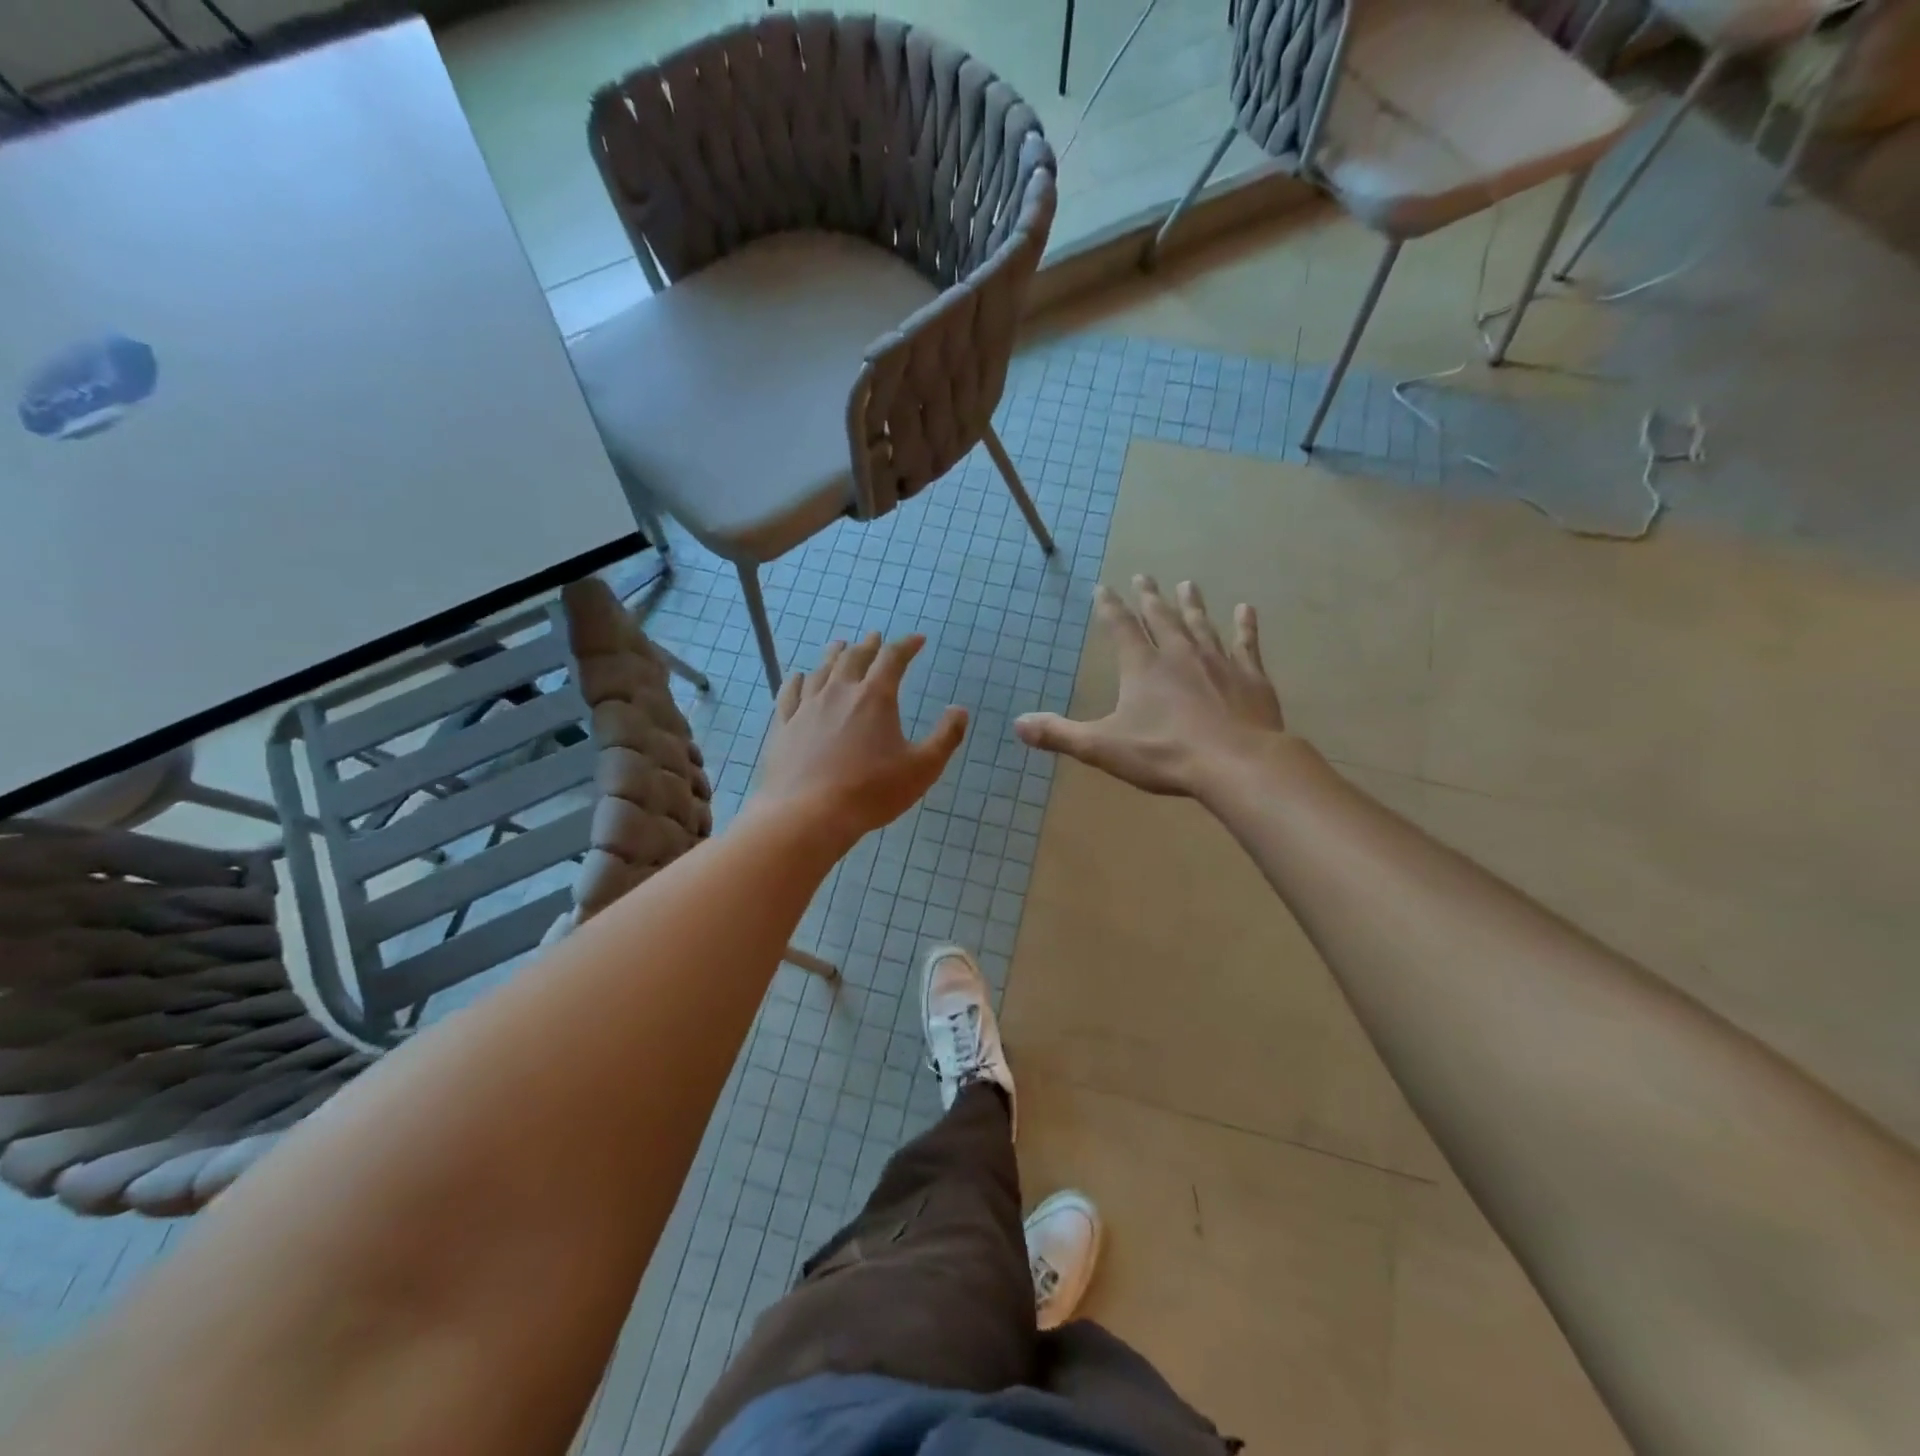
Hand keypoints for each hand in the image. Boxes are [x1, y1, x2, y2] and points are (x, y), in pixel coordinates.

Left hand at [755, 632, 967, 843]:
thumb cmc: (871, 791)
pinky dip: (797, 681)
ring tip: (840, 646)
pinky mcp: (783, 726)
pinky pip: (789, 694)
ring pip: (822, 670)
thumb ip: (946, 737)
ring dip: (834, 655)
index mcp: (875, 697)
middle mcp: (839, 692)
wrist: (808, 814)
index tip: (917, 639)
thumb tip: (959, 709)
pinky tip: (798, 677)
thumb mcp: (923, 768)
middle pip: (854, 657)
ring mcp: (807, 707)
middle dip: (869, 645)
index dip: (907, 645)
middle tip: (875, 638)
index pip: (893, 658)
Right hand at [1014, 577, 1287, 798]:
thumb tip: (1018, 724)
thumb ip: (1060, 734)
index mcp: (1142, 667)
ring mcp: (1218, 662)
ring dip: (1192, 604)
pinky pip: (1246, 644)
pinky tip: (1247, 609)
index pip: (1120, 627)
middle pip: (1161, 618)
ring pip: (1201, 624)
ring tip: (1187, 584)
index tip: (1103, 588)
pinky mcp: (1250, 677)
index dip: (1110, 607)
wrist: (1236, 763)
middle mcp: (1179, 654)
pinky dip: (1246, 626)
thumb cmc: (1165, 753)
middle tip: (1145, 576)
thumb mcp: (1102, 747)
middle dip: (1150, 597)